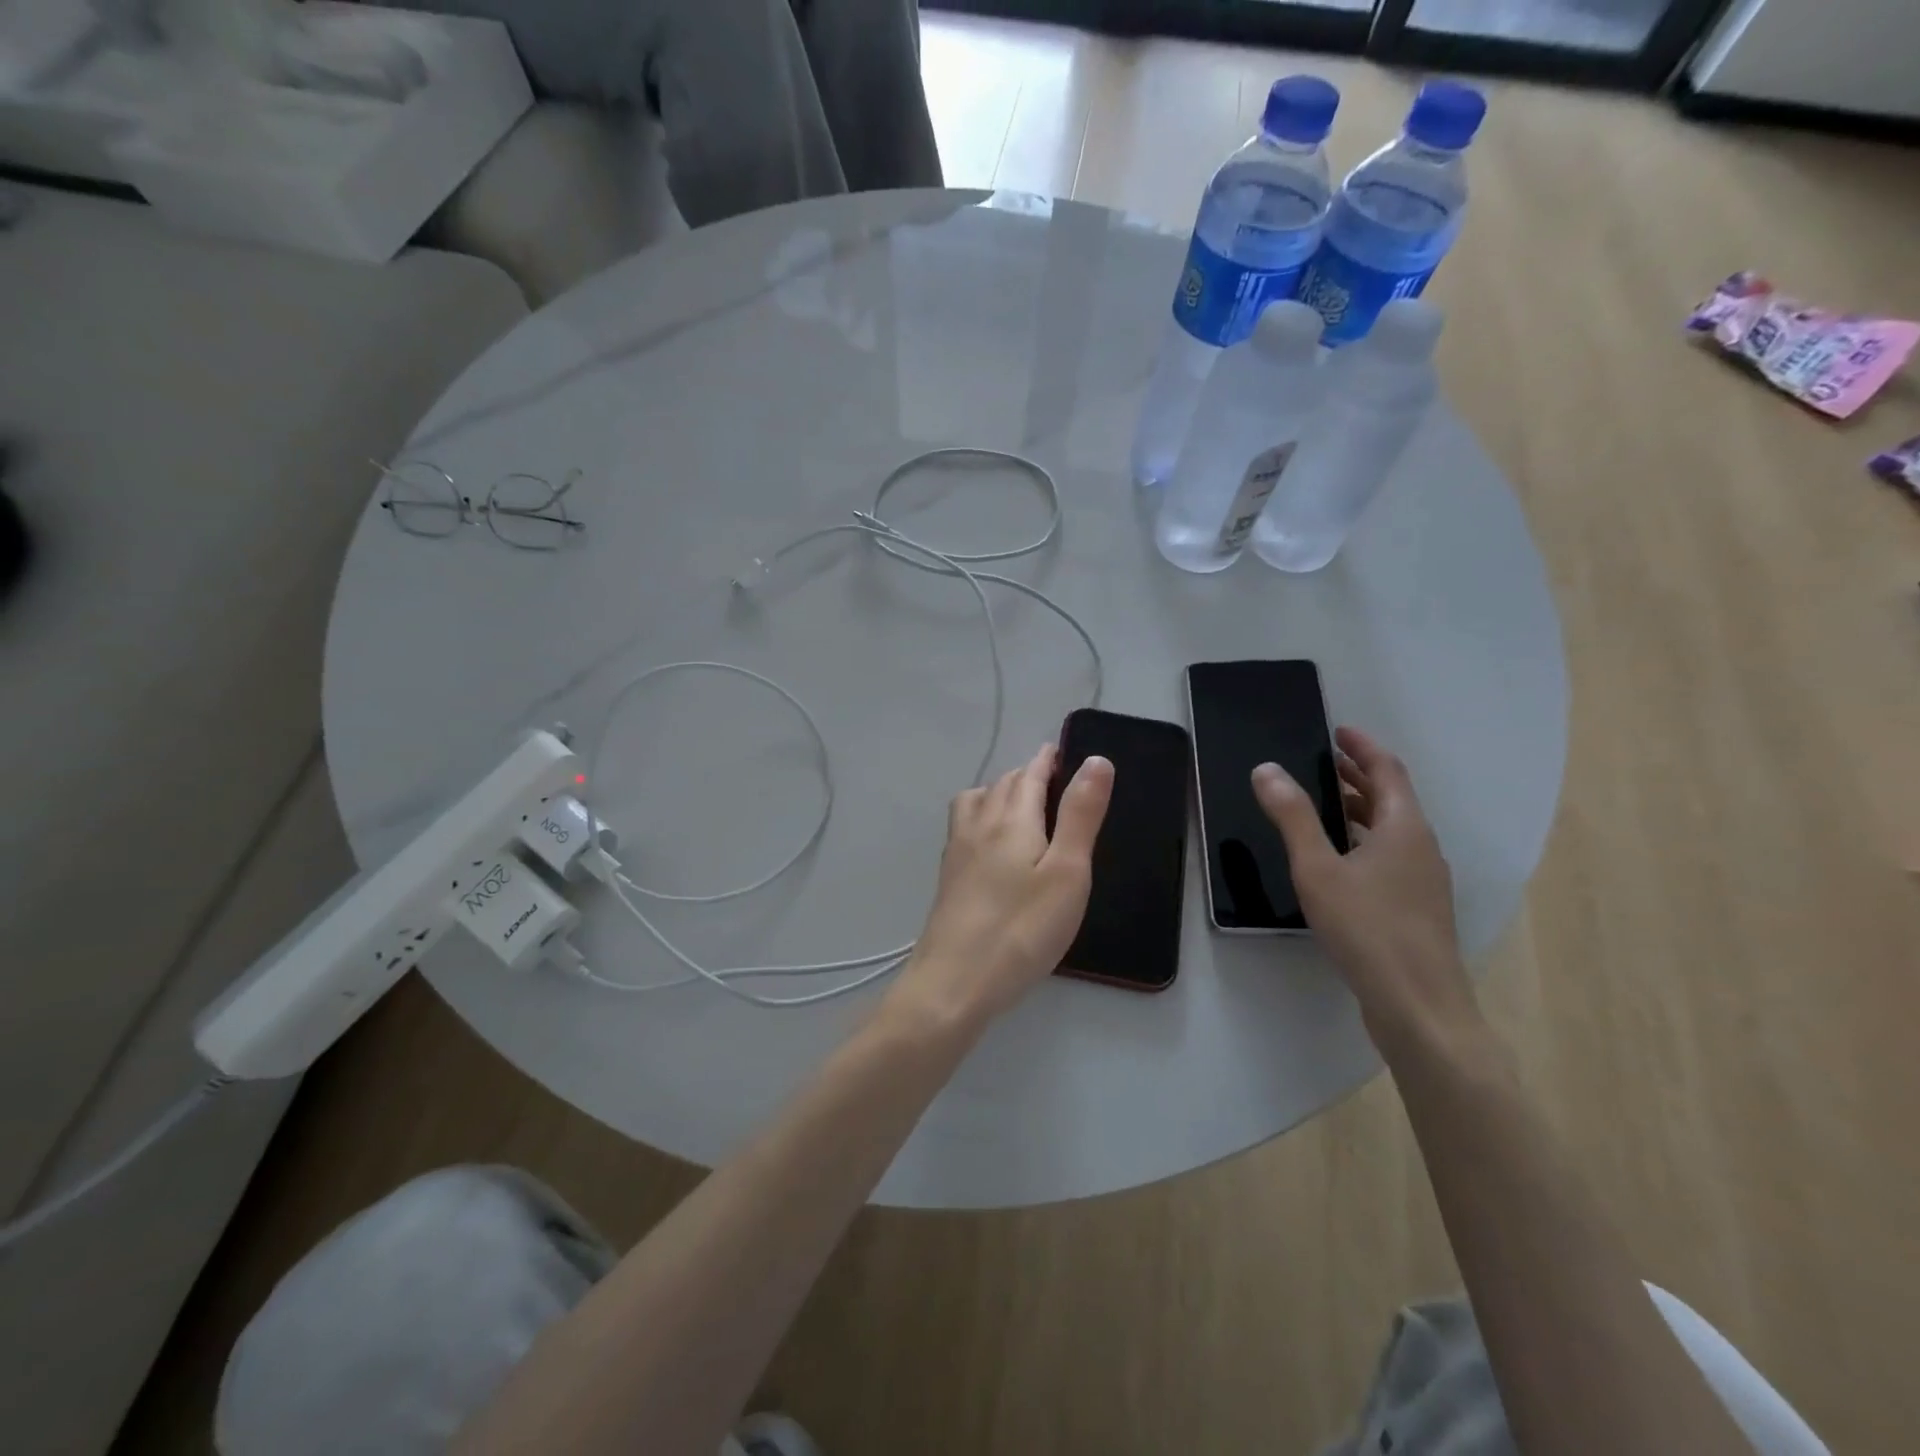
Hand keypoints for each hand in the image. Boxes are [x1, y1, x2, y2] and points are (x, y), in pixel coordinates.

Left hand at [882, 744, 1114, 1038]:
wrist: (953, 984)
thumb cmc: (1021, 930)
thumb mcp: (1067, 872)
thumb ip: (1080, 814)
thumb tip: (1095, 759)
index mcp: (1011, 820)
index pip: (1030, 774)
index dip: (1048, 760)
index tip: (1064, 750)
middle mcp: (978, 826)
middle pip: (1002, 785)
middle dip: (1028, 775)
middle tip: (1055, 780)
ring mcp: (957, 853)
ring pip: (976, 803)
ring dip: (1000, 793)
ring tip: (1022, 807)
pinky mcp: (948, 879)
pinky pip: (964, 828)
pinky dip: (982, 818)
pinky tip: (991, 846)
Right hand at [1251, 727, 1480, 1053]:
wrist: (1419, 1006)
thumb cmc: (1367, 928)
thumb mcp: (1317, 868)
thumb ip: (1292, 817)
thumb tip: (1267, 769)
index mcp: (1404, 828)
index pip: (1388, 770)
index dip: (1363, 747)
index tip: (1338, 730)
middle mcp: (1422, 847)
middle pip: (1392, 798)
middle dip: (1359, 776)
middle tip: (1324, 762)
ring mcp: (1424, 880)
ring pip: (1392, 830)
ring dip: (1361, 809)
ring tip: (1324, 804)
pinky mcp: (1417, 908)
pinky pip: (1391, 856)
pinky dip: (1364, 840)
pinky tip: (1339, 860)